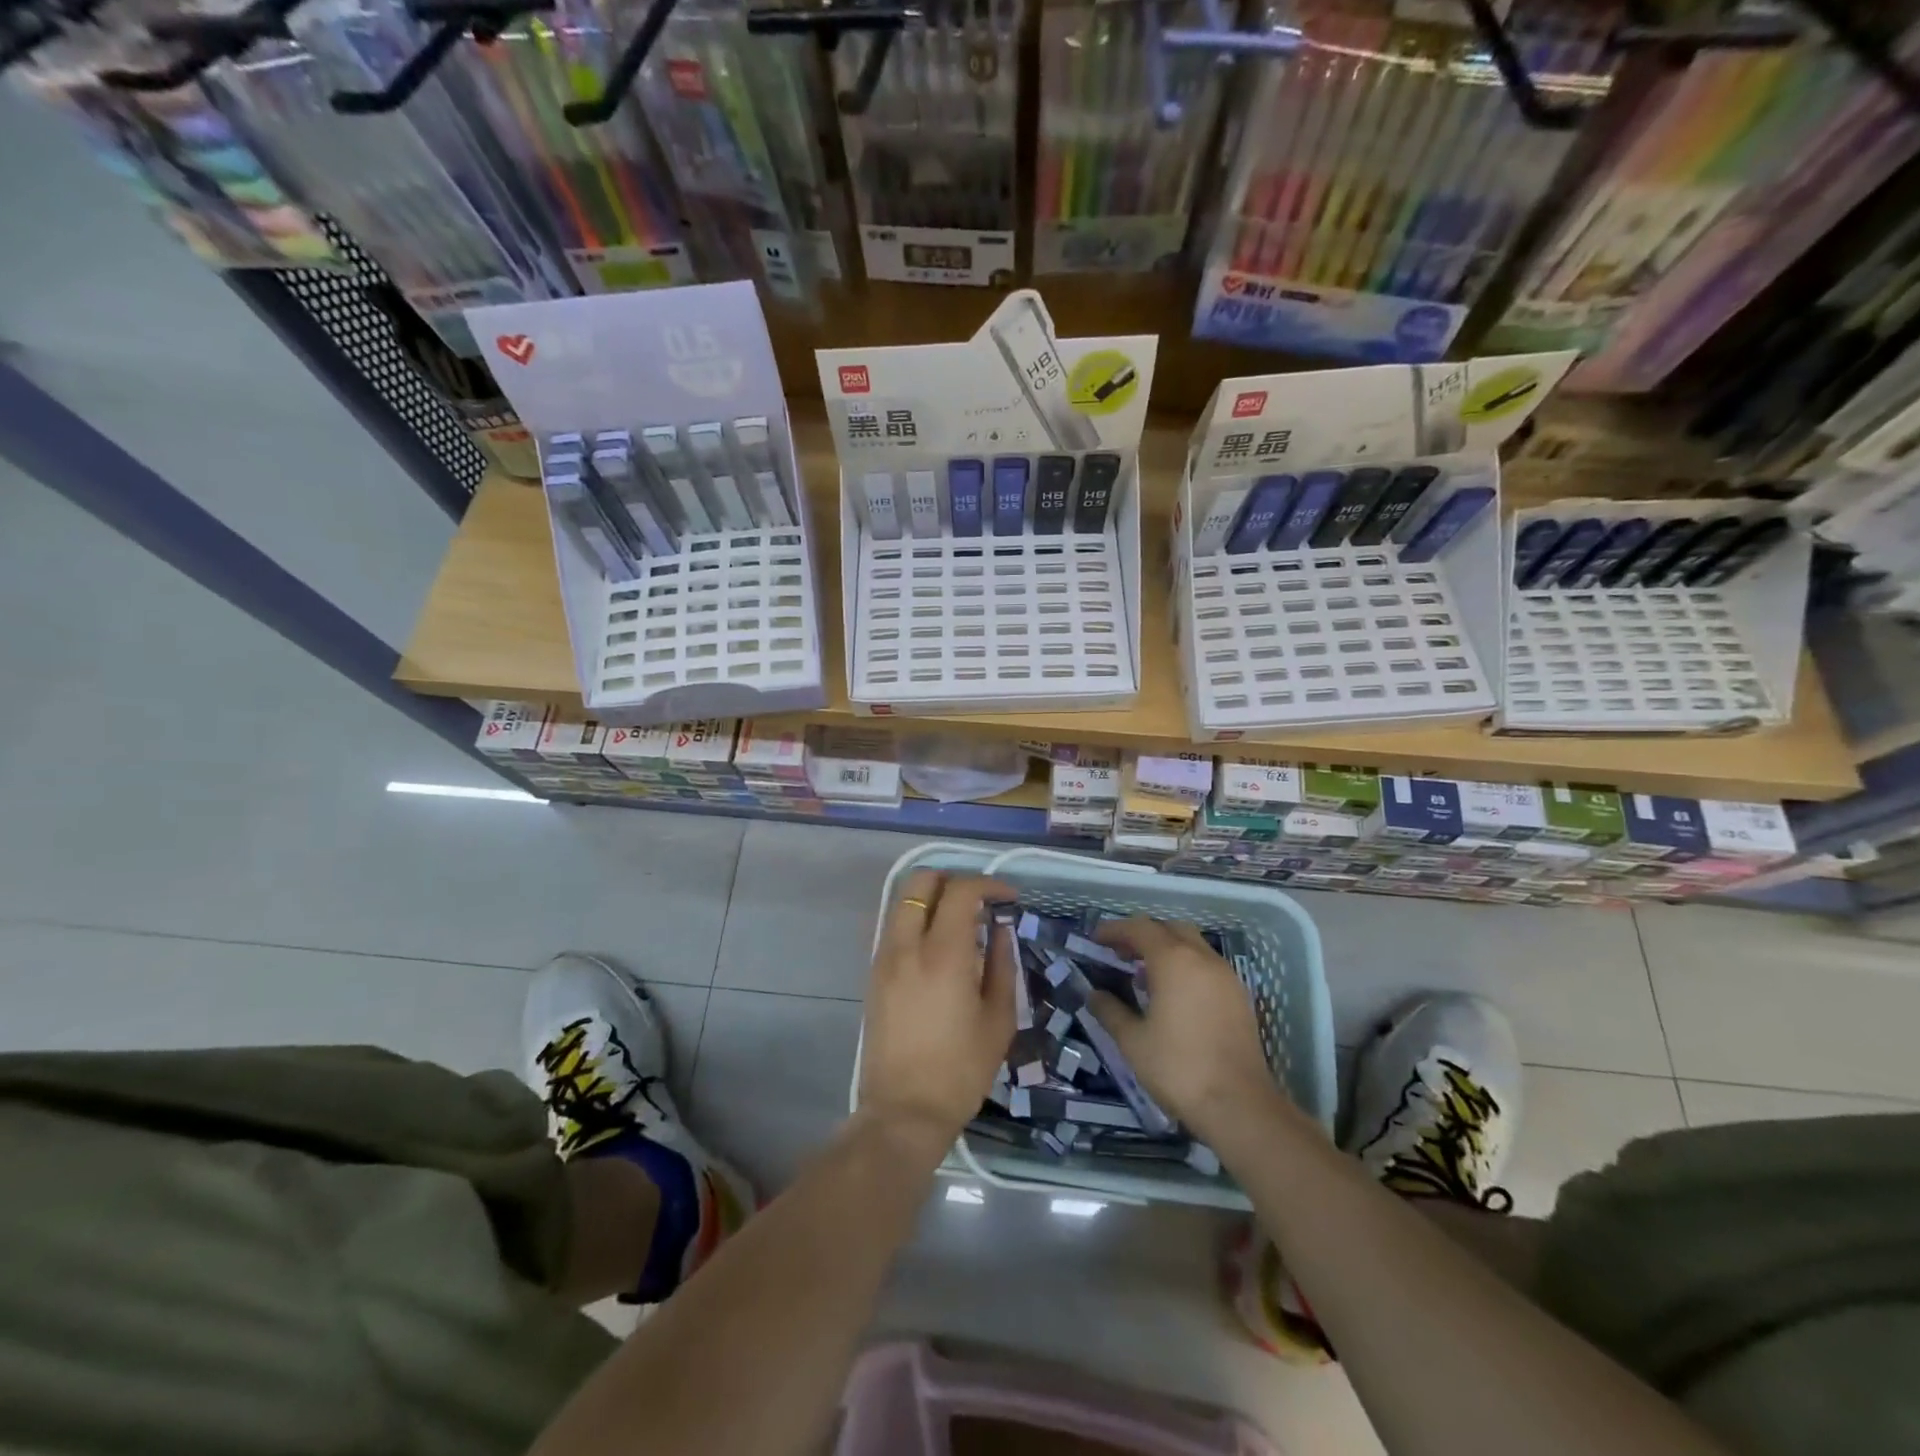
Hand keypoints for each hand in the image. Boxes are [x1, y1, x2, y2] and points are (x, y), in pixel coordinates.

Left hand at [858, 872, 1015, 1153]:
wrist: (903, 1111)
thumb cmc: (960, 1070)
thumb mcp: (998, 1019)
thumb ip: (1002, 964)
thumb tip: (1001, 929)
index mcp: (943, 954)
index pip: (961, 891)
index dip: (989, 884)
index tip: (1008, 897)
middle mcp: (907, 945)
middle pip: (921, 881)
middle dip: (953, 879)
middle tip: (979, 901)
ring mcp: (884, 957)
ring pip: (902, 901)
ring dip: (932, 898)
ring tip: (960, 922)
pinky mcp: (873, 973)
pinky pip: (894, 926)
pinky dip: (917, 919)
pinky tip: (938, 947)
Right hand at [1086, 916, 1278, 1137]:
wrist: (1239, 1105)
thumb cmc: (1178, 1068)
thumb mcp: (1133, 1041)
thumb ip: (1110, 1011)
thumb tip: (1094, 995)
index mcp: (1174, 961)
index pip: (1140, 928)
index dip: (1115, 930)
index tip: (1095, 939)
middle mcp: (1203, 958)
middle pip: (1169, 928)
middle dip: (1143, 934)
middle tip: (1120, 952)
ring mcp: (1226, 976)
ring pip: (1192, 945)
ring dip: (1166, 948)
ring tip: (1143, 973)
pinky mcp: (1239, 996)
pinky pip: (1207, 965)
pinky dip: (1186, 965)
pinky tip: (1173, 994)